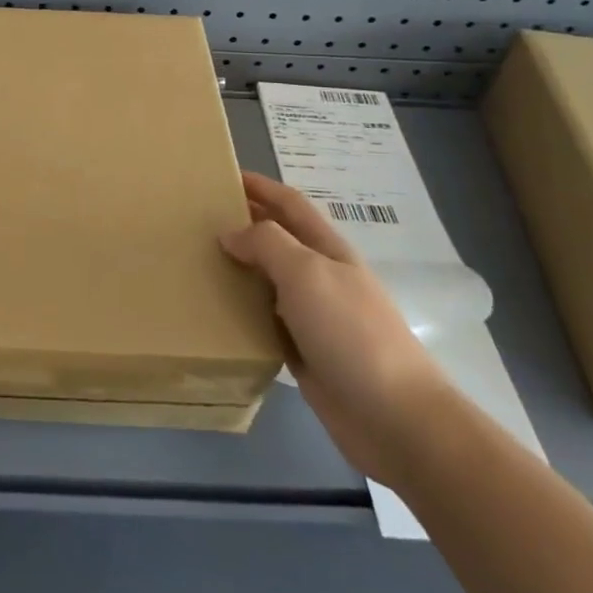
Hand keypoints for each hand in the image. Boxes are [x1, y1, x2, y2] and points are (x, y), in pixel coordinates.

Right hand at [221, 171, 455, 482]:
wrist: (396, 418)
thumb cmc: (351, 332)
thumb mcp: (307, 272)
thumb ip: (266, 244)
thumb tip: (230, 233)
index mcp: (327, 249)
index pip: (289, 204)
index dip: (260, 186)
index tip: (221, 174)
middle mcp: (320, 277)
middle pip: (276, 240)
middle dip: (242, 224)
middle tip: (196, 219)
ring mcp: (313, 317)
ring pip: (267, 282)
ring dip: (238, 270)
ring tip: (197, 262)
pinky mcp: (304, 354)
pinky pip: (264, 323)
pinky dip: (241, 313)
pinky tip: (214, 312)